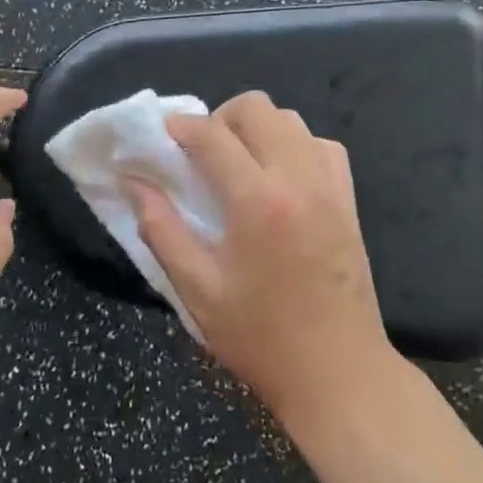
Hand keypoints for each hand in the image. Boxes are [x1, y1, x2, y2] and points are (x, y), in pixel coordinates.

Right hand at [129, 91, 394, 426]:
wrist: (339, 373)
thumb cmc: (261, 337)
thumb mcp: (197, 290)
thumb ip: (161, 229)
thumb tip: (134, 183)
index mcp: (257, 200)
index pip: (212, 135)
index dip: (180, 126)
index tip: (162, 135)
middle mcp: (298, 178)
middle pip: (257, 108)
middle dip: (219, 118)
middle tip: (201, 154)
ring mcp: (330, 186)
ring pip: (291, 119)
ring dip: (257, 128)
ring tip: (238, 163)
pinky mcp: (349, 201)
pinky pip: (322, 145)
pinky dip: (294, 145)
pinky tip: (279, 177)